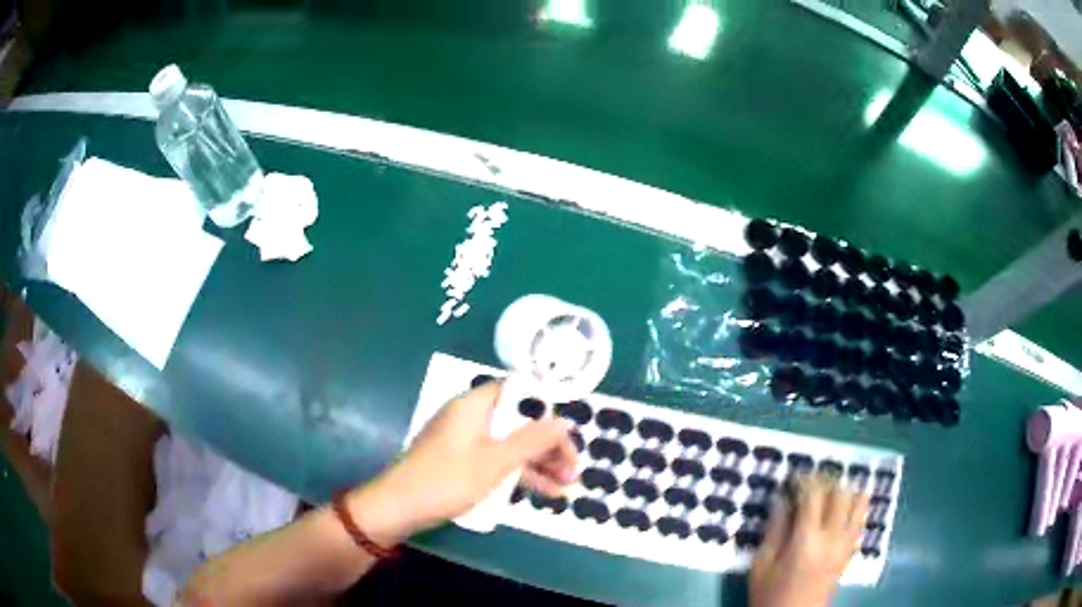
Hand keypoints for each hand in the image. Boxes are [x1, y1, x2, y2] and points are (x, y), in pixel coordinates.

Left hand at [350, 381, 577, 542]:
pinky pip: (498, 461)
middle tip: (573, 468)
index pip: (519, 391)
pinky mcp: (462, 463)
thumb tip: (564, 422)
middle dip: (548, 444)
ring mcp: (466, 441)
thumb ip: (532, 440)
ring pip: (511, 444)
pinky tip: (544, 492)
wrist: (398, 508)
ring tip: (567, 485)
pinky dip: (519, 474)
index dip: (547, 406)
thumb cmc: (447, 479)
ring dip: (539, 463)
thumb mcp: (495, 461)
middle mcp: (471, 417)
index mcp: (475, 405)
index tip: (569, 430)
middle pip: (519, 421)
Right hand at [750, 474, 868, 606]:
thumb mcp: (761, 566)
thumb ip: (774, 530)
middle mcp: (833, 537)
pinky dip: (853, 504)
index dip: (804, 479)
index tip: (793, 477)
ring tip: (827, 493)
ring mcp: (847, 542)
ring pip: (858, 500)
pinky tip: (838, 508)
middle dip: (825, 480)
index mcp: (806, 541)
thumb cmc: (771, 595)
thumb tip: (781, 499)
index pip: (814, 495)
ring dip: (844, 489)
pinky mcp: (851, 549)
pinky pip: (861, 516)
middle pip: (841, 492)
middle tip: (808, 484)